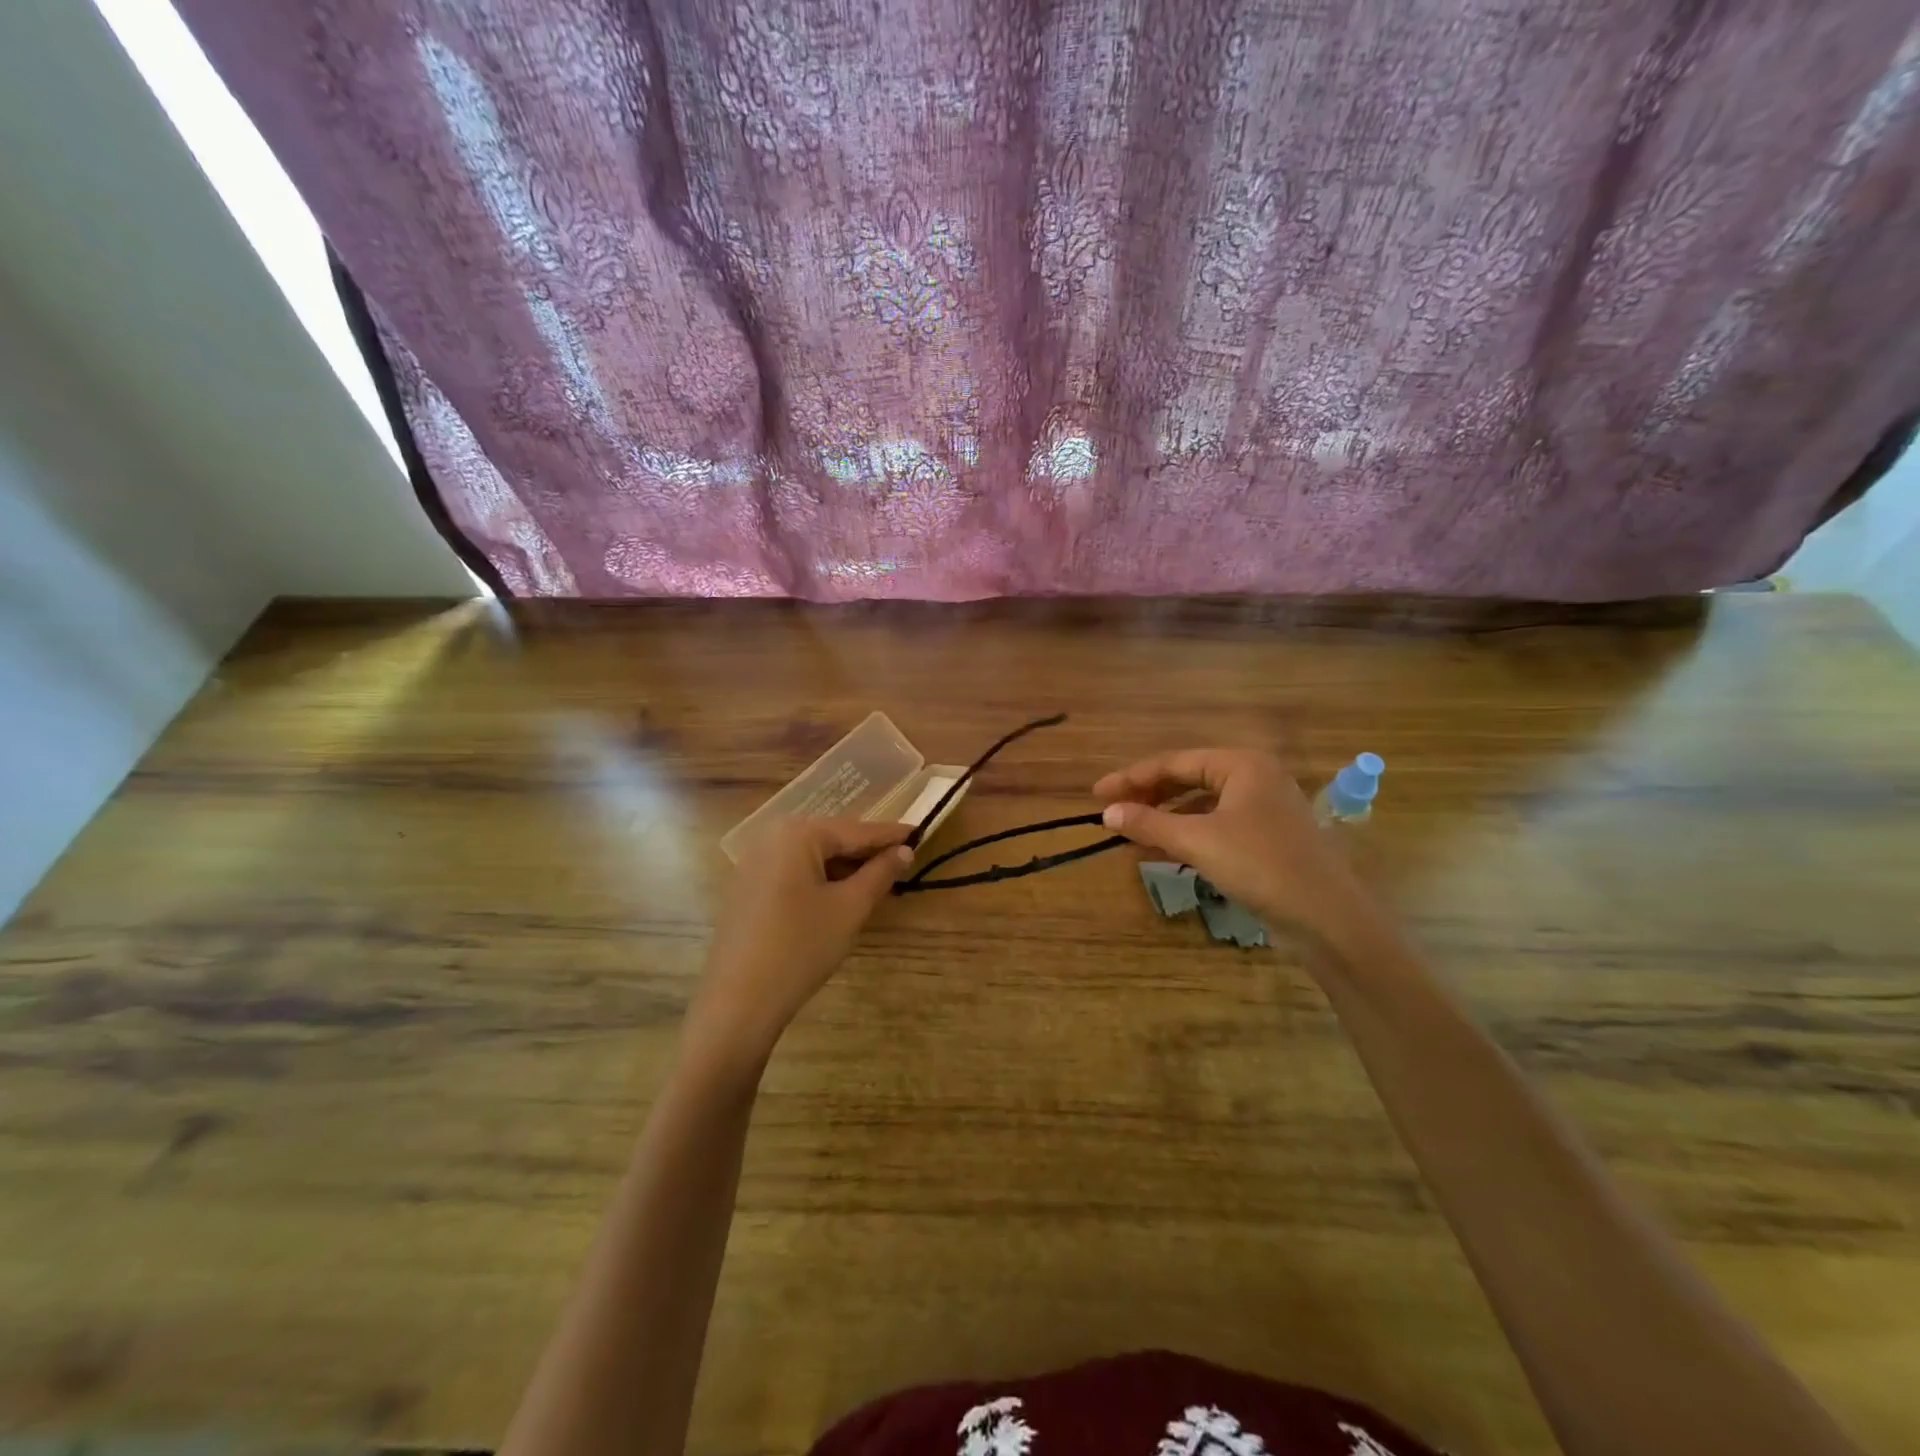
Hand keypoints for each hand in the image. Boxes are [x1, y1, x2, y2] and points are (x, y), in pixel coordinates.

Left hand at [689, 817, 911, 1066]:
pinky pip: (793, 873)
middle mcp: (771, 838)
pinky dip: (820, 880)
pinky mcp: (746, 890)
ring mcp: (754, 864)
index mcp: (798, 834)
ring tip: (877, 880)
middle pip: (831, 839)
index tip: (920, 831)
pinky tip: (840, 897)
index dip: (890, 835)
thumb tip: (904, 850)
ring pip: (812, 858)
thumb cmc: (801, 946)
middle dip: (866, 851)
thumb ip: (880, 873)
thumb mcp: (850, 908)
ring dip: (844, 868)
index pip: (856, 830)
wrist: (739, 1001)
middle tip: (902, 860)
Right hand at [1094, 748, 1370, 939]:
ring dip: (1165, 817)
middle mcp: (1255, 778)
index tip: (1097, 794)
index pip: (1174, 762)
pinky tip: (1163, 850)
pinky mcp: (1266, 838)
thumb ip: (1150, 823)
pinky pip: (1216, 825)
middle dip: (1148, 796)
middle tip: (1111, 811)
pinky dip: (1187, 834)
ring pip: (1201, 804)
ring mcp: (1263, 809)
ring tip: (1131, 832)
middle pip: (1188, 779)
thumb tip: (1107, 813)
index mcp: (1242, 765)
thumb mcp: (1198, 841)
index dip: (1132, 778)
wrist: (1327, 918)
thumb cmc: (1260, 865)